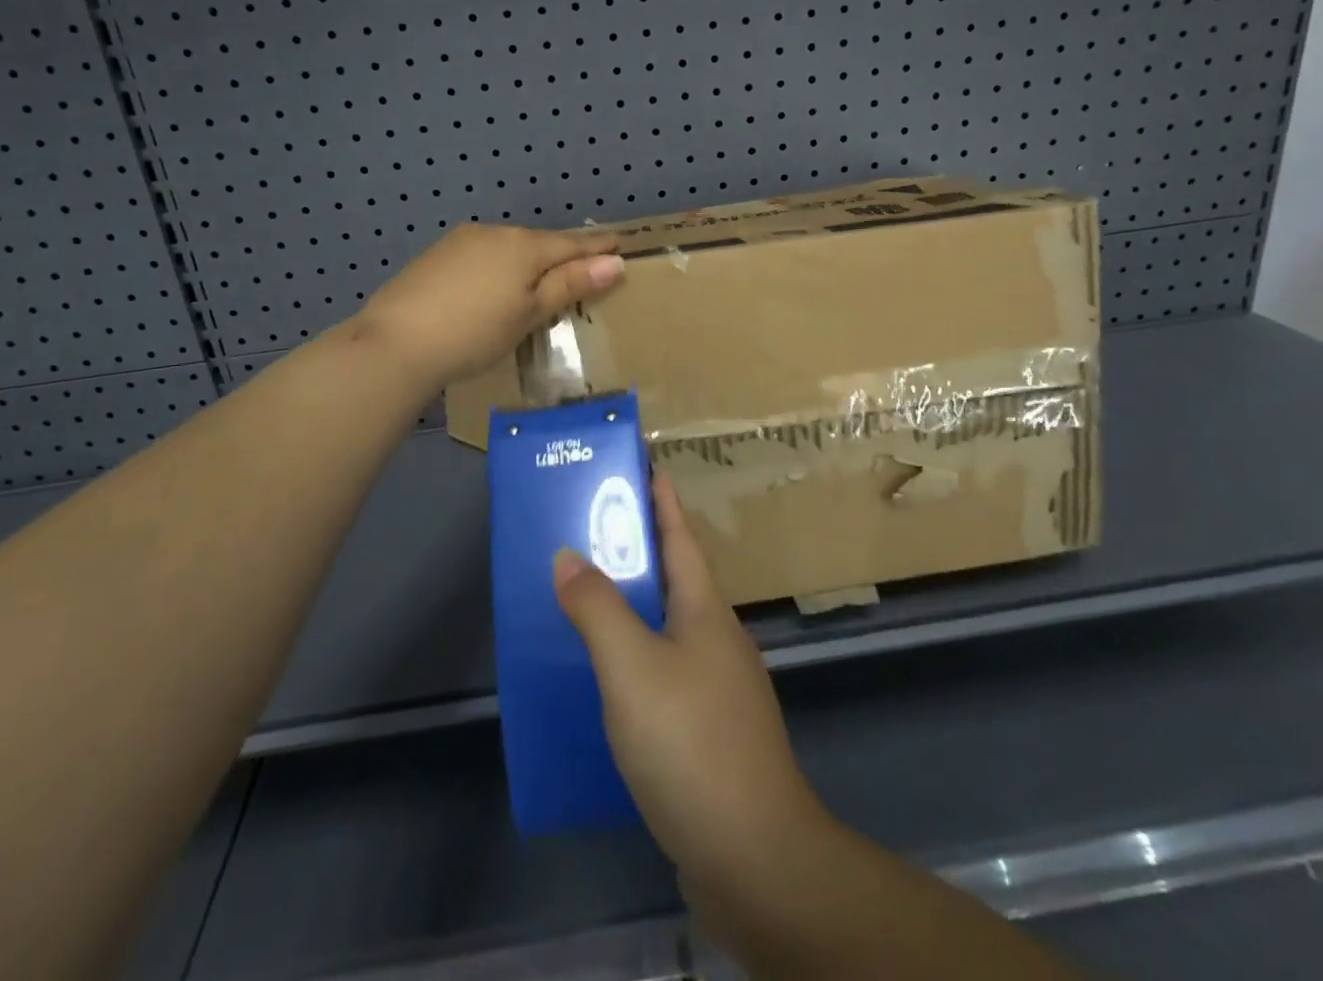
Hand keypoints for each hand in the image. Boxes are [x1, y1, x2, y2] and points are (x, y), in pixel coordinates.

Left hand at [352, 223, 622, 390]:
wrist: (397, 341)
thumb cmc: (476, 333)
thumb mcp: (530, 313)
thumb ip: (570, 284)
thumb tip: (614, 262)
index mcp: (525, 246)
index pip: (572, 243)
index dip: (597, 246)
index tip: (619, 244)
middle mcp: (496, 232)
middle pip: (540, 242)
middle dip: (563, 252)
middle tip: (585, 265)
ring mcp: (462, 241)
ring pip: (510, 246)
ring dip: (530, 259)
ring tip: (541, 278)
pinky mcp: (438, 254)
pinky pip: (484, 254)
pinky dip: (501, 265)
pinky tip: (496, 284)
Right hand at [554, 473, 826, 889]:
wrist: (753, 856)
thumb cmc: (690, 742)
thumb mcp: (631, 666)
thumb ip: (597, 608)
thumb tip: (568, 555)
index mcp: (705, 609)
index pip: (680, 534)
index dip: (660, 497)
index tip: (640, 465)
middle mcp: (718, 638)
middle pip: (675, 577)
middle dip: (638, 550)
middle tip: (589, 532)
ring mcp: (719, 687)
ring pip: (668, 627)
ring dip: (633, 606)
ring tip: (587, 599)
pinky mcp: (710, 732)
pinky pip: (665, 673)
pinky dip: (635, 659)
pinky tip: (608, 681)